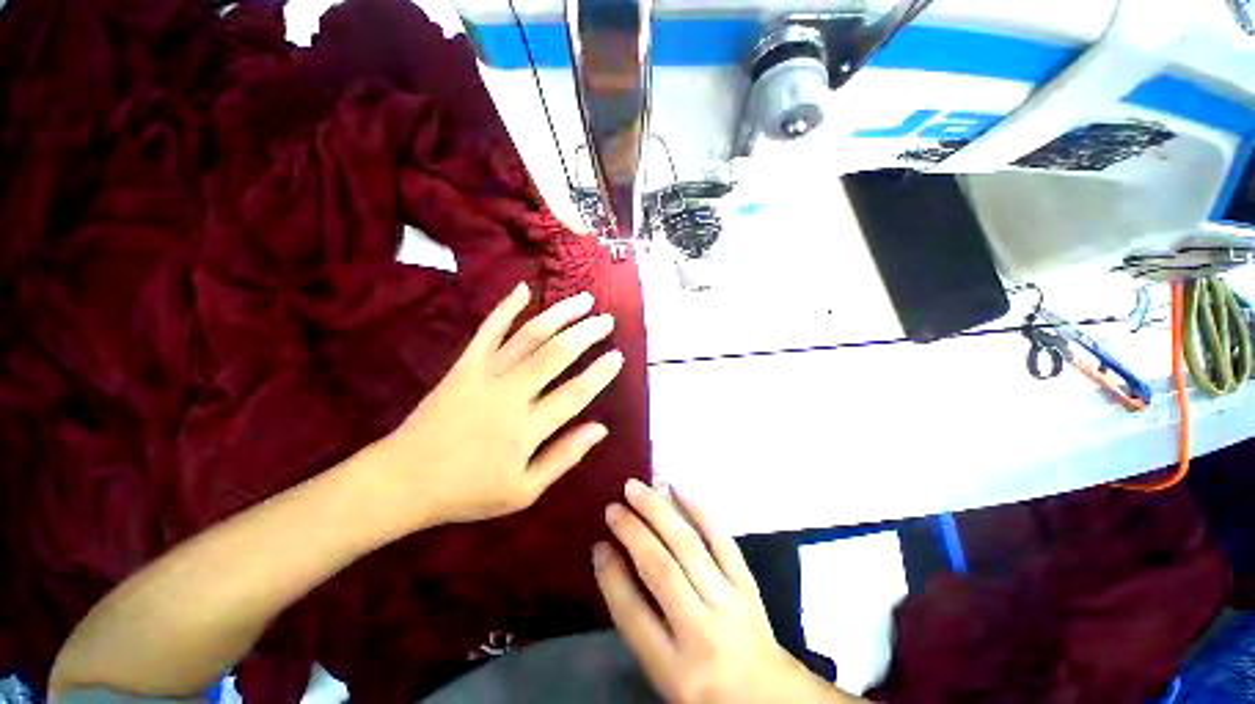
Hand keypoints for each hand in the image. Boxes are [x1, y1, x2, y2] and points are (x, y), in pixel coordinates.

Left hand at [378, 282, 622, 529]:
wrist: (403, 480)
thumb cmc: (467, 491)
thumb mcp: (524, 491)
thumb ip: (565, 457)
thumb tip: (601, 429)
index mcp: (528, 427)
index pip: (576, 393)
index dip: (600, 373)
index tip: (618, 356)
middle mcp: (511, 393)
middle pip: (557, 354)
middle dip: (587, 333)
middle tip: (607, 320)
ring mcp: (486, 374)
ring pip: (530, 335)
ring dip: (559, 314)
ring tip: (583, 300)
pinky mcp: (464, 365)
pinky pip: (488, 330)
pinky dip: (506, 307)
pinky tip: (523, 289)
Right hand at [595, 480, 861, 703]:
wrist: (768, 696)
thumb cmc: (705, 688)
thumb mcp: (663, 674)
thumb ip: (638, 623)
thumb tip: (613, 562)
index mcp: (675, 669)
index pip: (633, 613)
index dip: (611, 575)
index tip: (597, 544)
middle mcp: (702, 631)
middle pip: (661, 570)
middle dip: (632, 532)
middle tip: (613, 507)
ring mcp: (729, 601)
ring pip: (688, 546)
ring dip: (659, 511)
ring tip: (637, 488)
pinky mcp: (747, 582)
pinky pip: (722, 539)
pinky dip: (699, 510)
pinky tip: (679, 489)